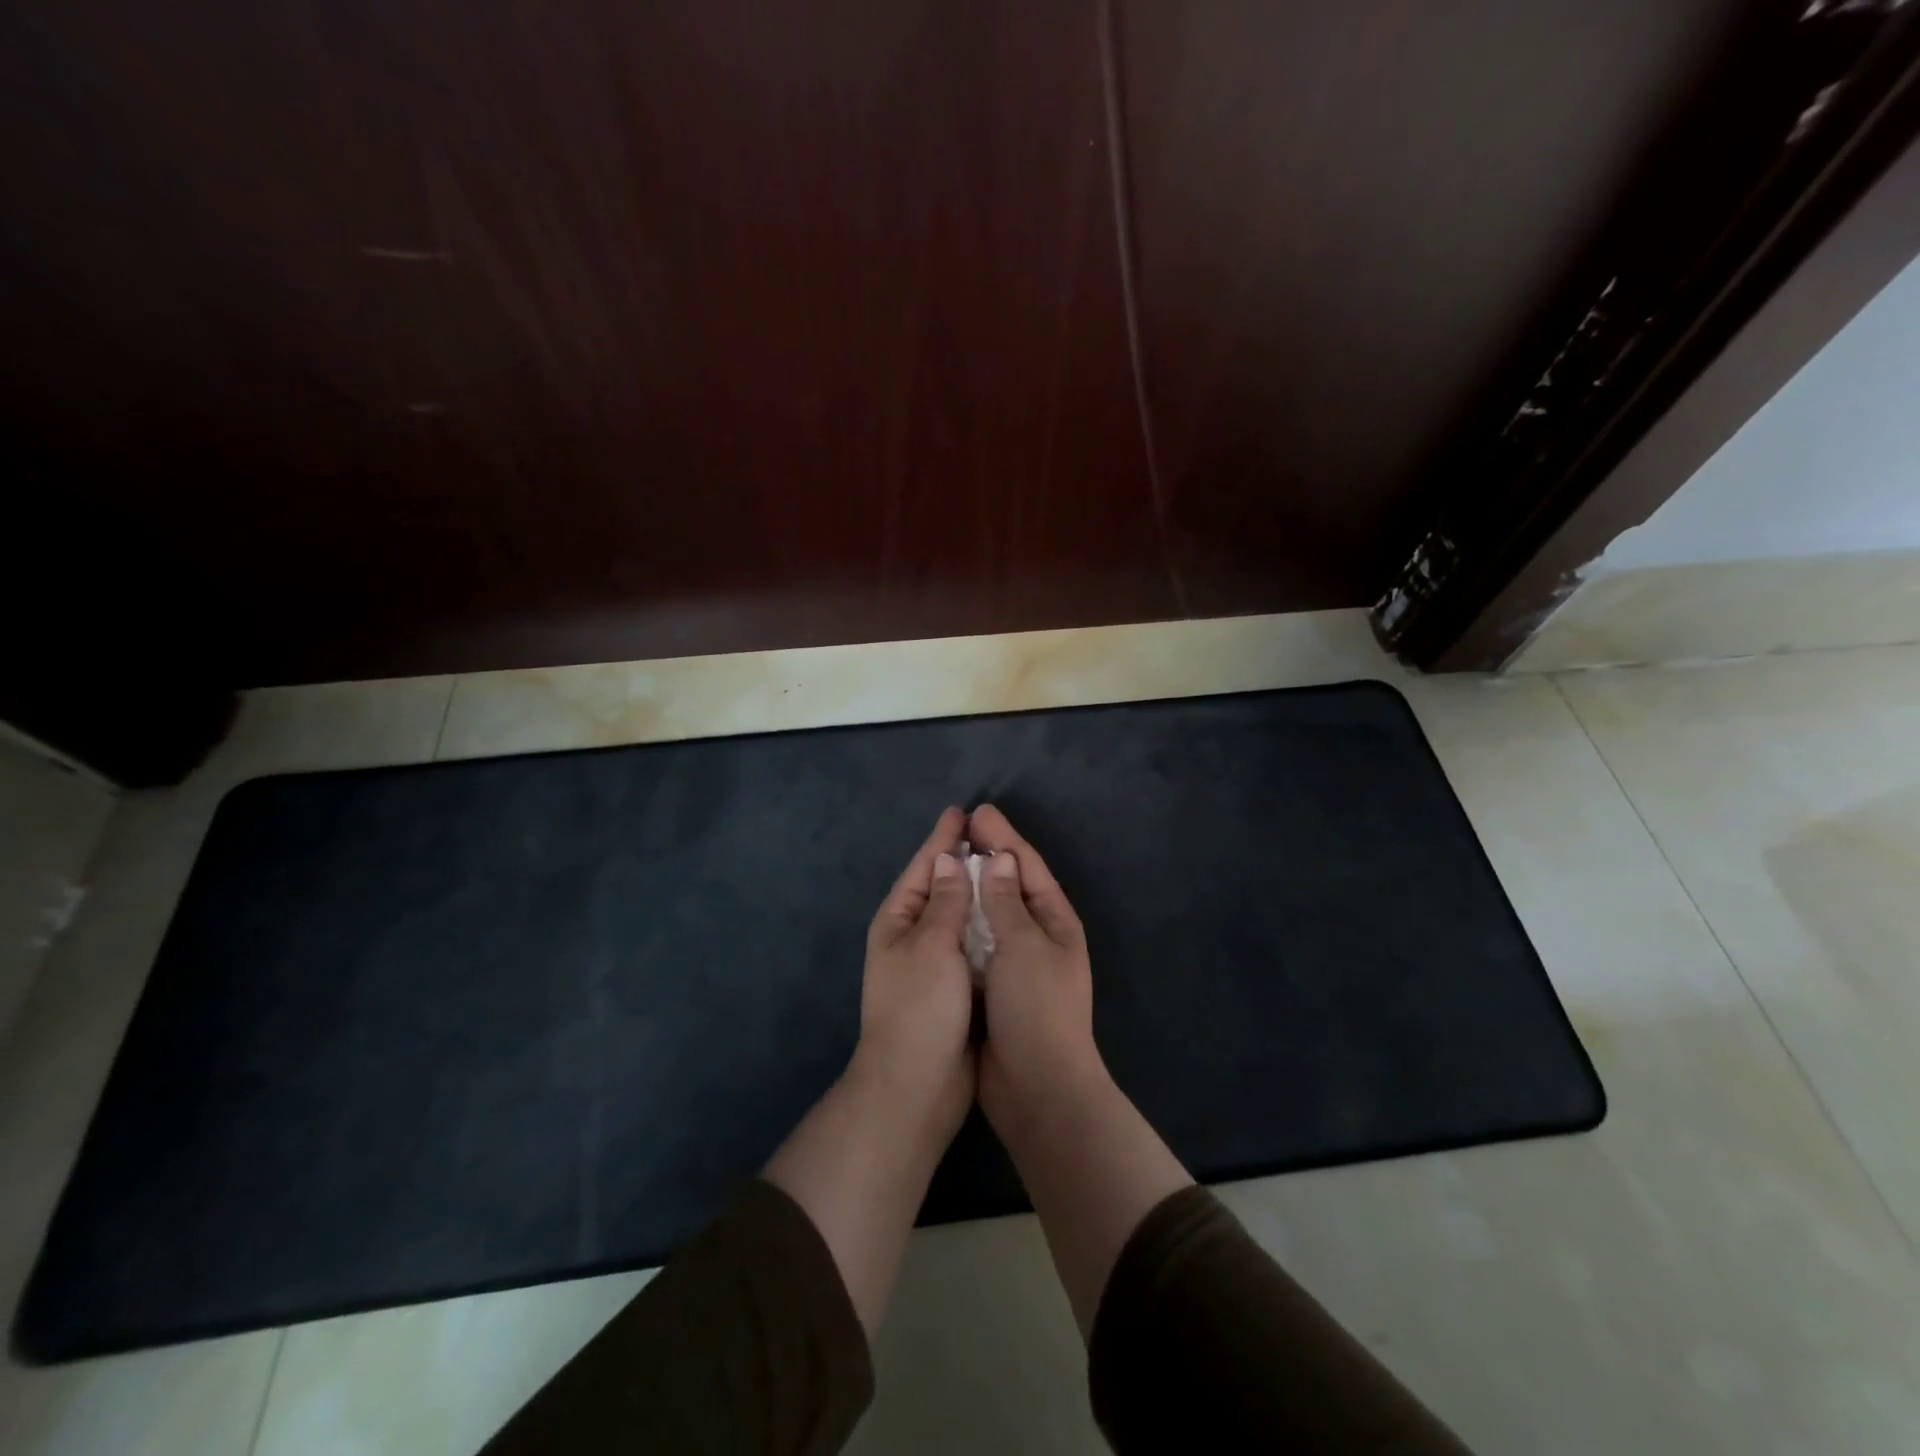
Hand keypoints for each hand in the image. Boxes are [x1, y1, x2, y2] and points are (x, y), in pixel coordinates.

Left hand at [855, 805, 977, 1144]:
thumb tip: (948, 859)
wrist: (916, 1086)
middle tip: (988, 832)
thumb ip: (945, 902)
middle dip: (960, 860)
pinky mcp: (954, 987)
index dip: (942, 839)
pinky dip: (987, 926)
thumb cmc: (920, 1008)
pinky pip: (972, 944)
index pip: (923, 868)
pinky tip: (1006, 915)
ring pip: (958, 916)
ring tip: (1001, 865)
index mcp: (898, 921)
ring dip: (976, 891)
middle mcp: (912, 937)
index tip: (961, 812)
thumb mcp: (932, 946)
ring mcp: (932, 963)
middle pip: (939, 887)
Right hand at [966, 804, 1101, 1128]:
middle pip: (1009, 886)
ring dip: (971, 887)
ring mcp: (1016, 962)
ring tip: (946, 861)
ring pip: (990, 913)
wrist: (1037, 1088)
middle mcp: (1038, 936)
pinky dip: (961, 922)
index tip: (977, 812)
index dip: (1003, 838)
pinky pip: (976, 942)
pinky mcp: (993, 985)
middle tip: (959, 829)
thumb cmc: (1036, 1008)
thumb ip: (1006, 902)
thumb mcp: (1023, 947)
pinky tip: (941, 910)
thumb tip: (998, 860)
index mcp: (1054, 921)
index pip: (1027, 867)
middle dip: (987, 856)